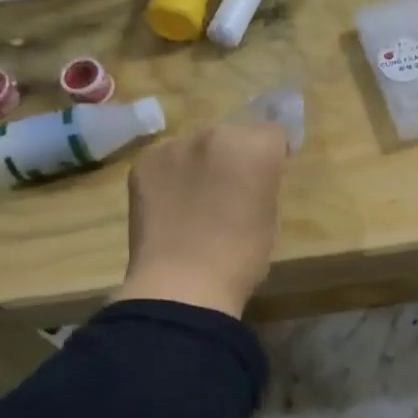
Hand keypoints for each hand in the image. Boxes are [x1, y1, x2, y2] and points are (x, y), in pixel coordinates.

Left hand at [116, 122, 289, 317]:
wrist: (181, 285)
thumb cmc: (241, 257)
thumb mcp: (269, 215)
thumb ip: (262, 182)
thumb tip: (249, 177)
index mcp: (255, 147)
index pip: (273, 133)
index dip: (273, 154)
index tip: (268, 176)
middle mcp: (215, 134)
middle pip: (233, 132)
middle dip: (235, 154)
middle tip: (232, 189)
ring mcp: (174, 146)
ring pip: (197, 145)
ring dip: (201, 163)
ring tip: (197, 200)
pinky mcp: (144, 163)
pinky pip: (166, 160)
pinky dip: (172, 176)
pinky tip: (171, 206)